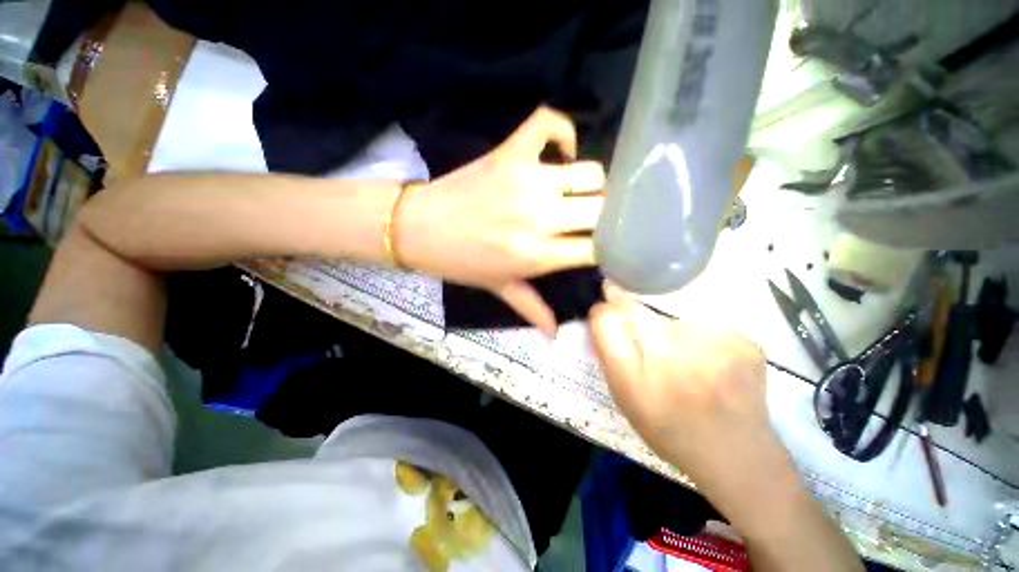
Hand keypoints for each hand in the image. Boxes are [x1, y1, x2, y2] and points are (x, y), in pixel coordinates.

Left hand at [397, 107, 605, 335]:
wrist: (419, 228)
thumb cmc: (460, 262)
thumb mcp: (498, 287)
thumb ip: (532, 308)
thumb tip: (557, 334)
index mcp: (537, 255)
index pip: (596, 248)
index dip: (607, 246)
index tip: (604, 244)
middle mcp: (539, 217)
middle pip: (601, 209)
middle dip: (603, 216)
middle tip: (592, 219)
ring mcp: (526, 180)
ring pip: (589, 173)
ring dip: (591, 185)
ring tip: (577, 192)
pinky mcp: (510, 153)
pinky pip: (549, 124)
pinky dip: (562, 131)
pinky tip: (562, 151)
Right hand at [590, 284, 863, 570]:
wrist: (746, 466)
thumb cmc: (675, 436)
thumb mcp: (627, 399)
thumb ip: (611, 350)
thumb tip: (605, 309)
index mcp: (644, 376)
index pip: (610, 317)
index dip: (606, 311)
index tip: (607, 309)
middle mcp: (680, 354)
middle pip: (641, 310)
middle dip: (635, 320)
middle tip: (645, 346)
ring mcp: (720, 345)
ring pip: (671, 313)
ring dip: (667, 330)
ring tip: (679, 362)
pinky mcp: (745, 342)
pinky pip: (703, 323)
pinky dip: (696, 336)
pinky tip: (706, 363)